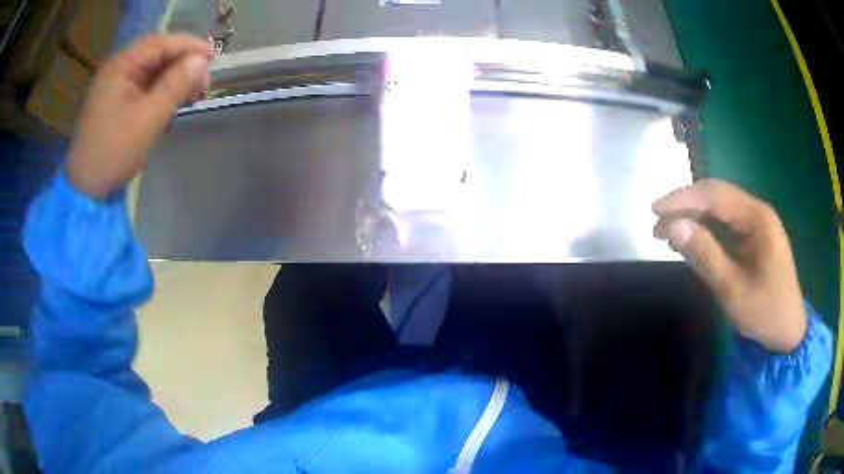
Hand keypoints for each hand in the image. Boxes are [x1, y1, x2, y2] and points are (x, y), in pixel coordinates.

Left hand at [66, 34, 213, 198]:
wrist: (86, 190)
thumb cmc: (113, 153)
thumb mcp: (148, 119)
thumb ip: (175, 86)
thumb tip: (201, 62)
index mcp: (120, 67)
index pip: (159, 43)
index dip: (188, 46)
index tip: (213, 56)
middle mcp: (117, 70)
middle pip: (155, 56)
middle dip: (182, 64)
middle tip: (204, 79)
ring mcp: (114, 88)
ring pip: (151, 73)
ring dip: (173, 79)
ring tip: (194, 91)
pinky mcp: (116, 104)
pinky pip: (143, 89)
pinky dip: (161, 92)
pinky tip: (173, 102)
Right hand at [652, 179, 806, 353]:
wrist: (787, 332)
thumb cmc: (764, 312)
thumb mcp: (732, 289)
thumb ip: (704, 255)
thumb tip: (671, 227)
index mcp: (758, 218)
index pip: (715, 196)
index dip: (683, 199)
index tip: (654, 210)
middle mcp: (757, 212)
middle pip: (716, 196)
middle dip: (686, 206)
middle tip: (657, 225)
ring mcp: (756, 223)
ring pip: (719, 208)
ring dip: (693, 217)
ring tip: (668, 233)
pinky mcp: (753, 237)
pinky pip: (725, 224)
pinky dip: (705, 229)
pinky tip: (691, 239)